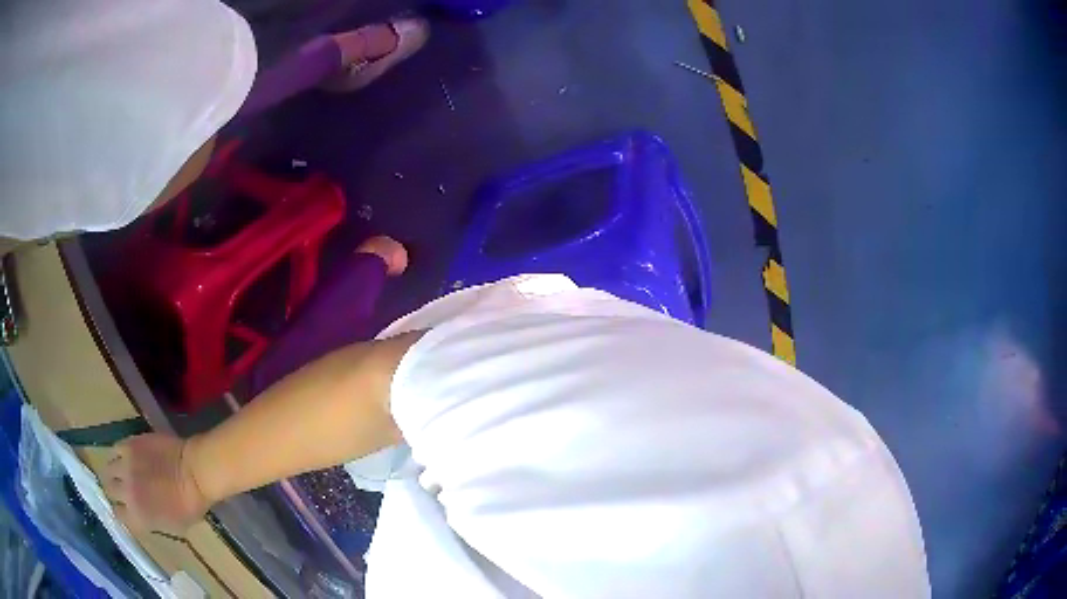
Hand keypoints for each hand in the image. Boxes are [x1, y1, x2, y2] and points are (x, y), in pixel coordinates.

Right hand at [104, 433, 209, 534]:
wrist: (194, 473)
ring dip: (114, 471)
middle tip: (122, 487)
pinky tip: (127, 456)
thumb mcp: (172, 526)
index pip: (119, 516)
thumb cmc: (190, 505)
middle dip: (115, 490)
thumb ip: (151, 521)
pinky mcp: (128, 445)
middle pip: (110, 490)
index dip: (121, 511)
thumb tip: (141, 516)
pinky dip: (119, 453)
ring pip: (108, 469)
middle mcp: (126, 493)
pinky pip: (115, 448)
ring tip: (122, 471)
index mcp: (138, 518)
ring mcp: (125, 467)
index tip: (124, 507)